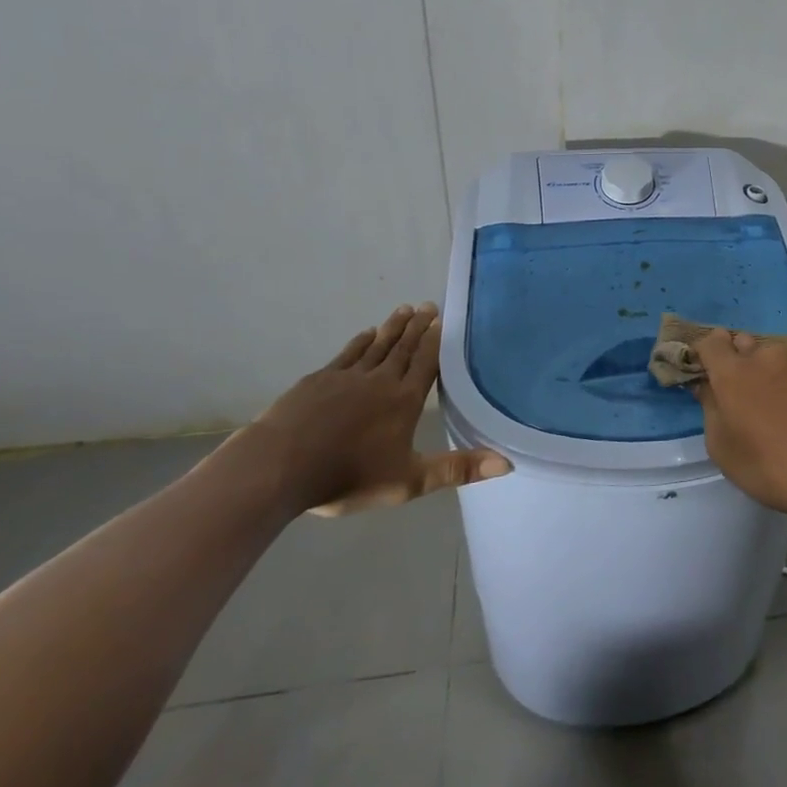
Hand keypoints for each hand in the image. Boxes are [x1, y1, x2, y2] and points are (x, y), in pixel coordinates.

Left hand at [237, 304, 509, 514]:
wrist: (279, 467)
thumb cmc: (347, 476)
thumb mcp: (409, 481)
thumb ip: (457, 470)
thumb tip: (508, 464)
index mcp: (404, 401)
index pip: (425, 363)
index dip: (434, 342)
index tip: (442, 319)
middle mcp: (380, 381)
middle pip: (403, 348)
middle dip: (417, 327)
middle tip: (428, 305)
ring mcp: (346, 377)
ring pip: (377, 346)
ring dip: (392, 327)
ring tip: (404, 309)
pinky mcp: (318, 381)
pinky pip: (346, 355)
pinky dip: (359, 342)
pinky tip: (365, 334)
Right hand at [692, 330, 786, 518]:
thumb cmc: (768, 467)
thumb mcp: (722, 448)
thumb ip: (709, 408)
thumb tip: (706, 385)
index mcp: (732, 372)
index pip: (712, 343)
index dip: (709, 353)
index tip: (711, 369)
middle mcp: (765, 354)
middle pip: (746, 344)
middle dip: (742, 361)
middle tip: (750, 391)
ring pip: (779, 354)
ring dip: (775, 369)